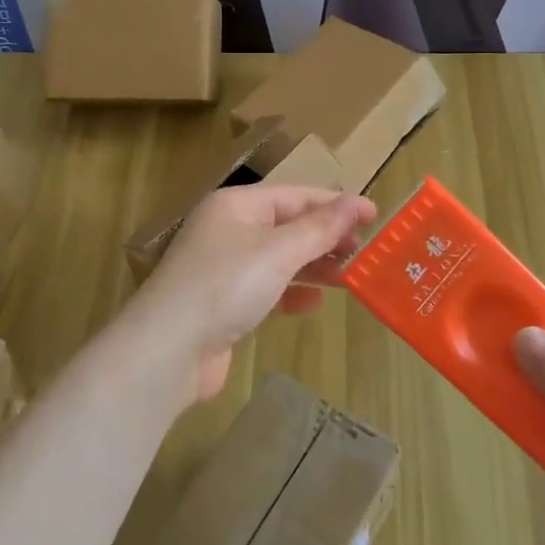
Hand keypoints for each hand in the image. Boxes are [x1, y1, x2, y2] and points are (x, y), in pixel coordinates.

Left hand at [125, 185, 377, 404]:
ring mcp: (223, 268)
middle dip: (327, 237)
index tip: (375, 216)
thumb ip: (320, 228)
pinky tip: (313, 305)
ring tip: (351, 277)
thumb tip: (357, 202)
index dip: (336, 204)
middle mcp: (228, 230)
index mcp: (236, 205)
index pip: (295, 195)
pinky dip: (291, 293)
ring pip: (279, 259)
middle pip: (287, 226)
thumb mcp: (279, 251)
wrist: (169, 349)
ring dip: (313, 266)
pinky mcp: (223, 303)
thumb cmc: (226, 285)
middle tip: (367, 251)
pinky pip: (266, 289)